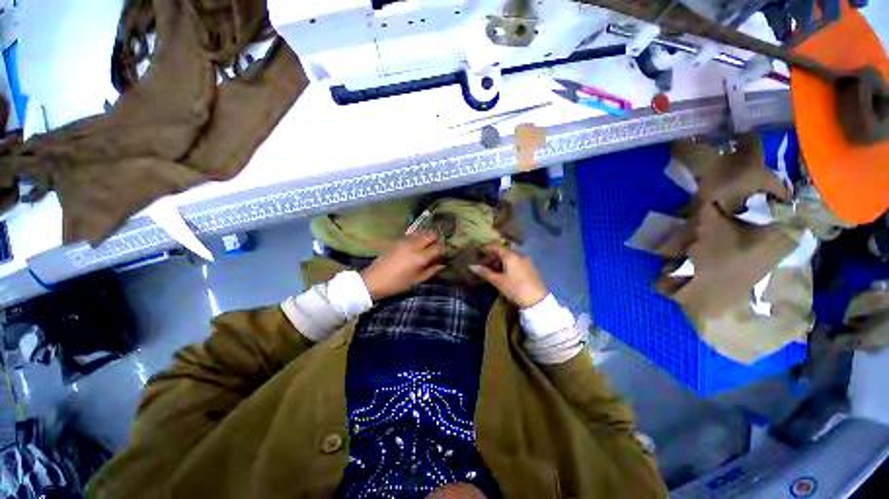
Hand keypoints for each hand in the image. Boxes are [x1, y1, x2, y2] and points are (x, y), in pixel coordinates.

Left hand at [360, 232, 444, 300]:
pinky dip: (418, 237)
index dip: (445, 249)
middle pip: (430, 234)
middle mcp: (414, 245)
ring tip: (428, 246)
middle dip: (437, 239)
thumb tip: (442, 264)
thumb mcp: (416, 280)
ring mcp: (405, 241)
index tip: (447, 252)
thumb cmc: (397, 284)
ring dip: (427, 237)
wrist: (373, 280)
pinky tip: (417, 246)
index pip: (438, 247)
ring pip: (422, 232)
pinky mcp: (398, 240)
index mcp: (420, 257)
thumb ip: (431, 271)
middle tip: (437, 248)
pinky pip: (413, 235)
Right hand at [470, 245, 547, 307]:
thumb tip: (471, 266)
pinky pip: (517, 261)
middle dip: (495, 254)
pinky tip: (506, 271)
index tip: (479, 251)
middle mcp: (519, 255)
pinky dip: (510, 263)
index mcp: (511, 256)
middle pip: (504, 251)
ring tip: (494, 267)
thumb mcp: (498, 281)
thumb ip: (485, 272)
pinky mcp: (531, 268)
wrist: (537, 300)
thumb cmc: (515, 288)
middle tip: (486, 260)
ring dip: (502, 259)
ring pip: (511, 256)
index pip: (496, 247)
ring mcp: (526, 261)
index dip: (487, 248)